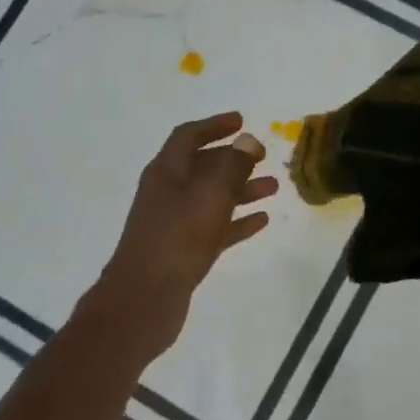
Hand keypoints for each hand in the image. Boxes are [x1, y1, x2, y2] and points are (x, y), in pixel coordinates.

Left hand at [90, 111, 279, 355]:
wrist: (145, 298)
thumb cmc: (177, 237)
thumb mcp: (209, 194)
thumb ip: (231, 165)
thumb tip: (247, 140)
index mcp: (166, 172)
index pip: (188, 136)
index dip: (214, 125)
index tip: (242, 121)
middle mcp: (168, 192)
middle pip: (202, 166)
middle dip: (233, 159)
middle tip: (263, 156)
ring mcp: (175, 223)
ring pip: (212, 198)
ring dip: (241, 189)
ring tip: (274, 187)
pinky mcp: (184, 251)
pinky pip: (215, 228)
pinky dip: (237, 221)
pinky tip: (262, 220)